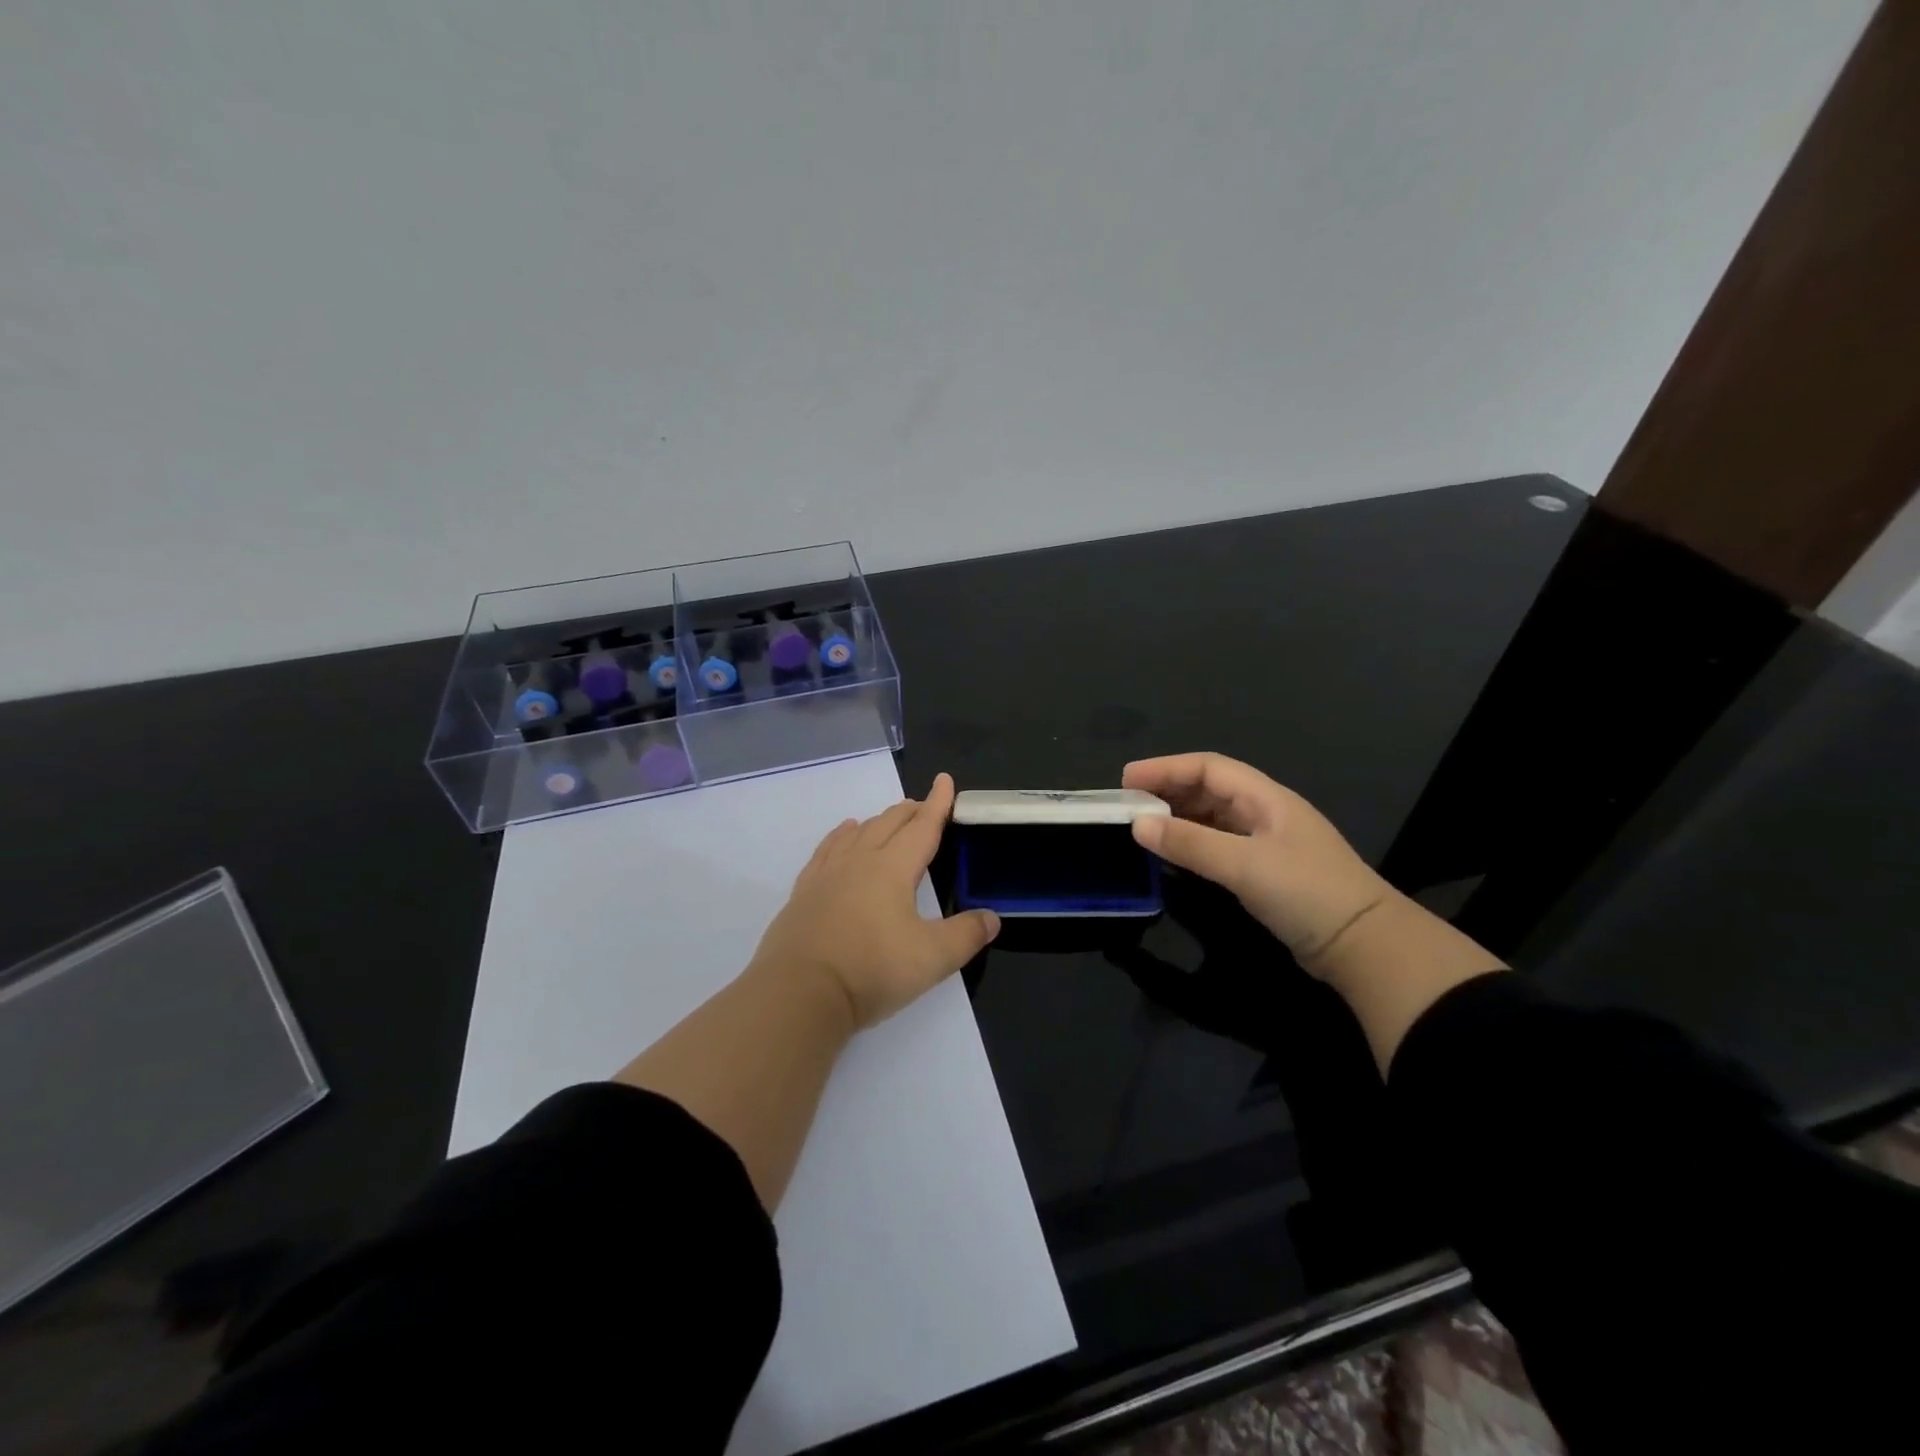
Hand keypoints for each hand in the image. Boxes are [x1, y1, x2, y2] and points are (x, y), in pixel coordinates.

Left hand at [750, 772, 1000, 1028]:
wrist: (799, 992)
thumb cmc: (871, 970)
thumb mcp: (932, 958)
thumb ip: (966, 935)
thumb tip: (992, 918)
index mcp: (893, 868)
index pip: (922, 828)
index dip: (937, 804)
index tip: (944, 780)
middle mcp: (860, 861)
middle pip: (888, 823)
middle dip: (910, 811)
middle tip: (924, 806)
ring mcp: (828, 874)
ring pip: (857, 832)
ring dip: (878, 821)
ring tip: (889, 818)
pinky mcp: (805, 891)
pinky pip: (827, 850)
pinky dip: (840, 836)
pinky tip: (843, 834)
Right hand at [1122, 753, 1390, 973]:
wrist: (1364, 946)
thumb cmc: (1306, 893)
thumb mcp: (1244, 865)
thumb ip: (1190, 843)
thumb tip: (1137, 823)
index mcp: (1266, 798)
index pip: (1209, 767)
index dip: (1166, 768)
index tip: (1127, 779)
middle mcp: (1265, 813)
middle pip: (1209, 789)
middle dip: (1168, 790)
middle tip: (1128, 804)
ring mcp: (1267, 843)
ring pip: (1213, 818)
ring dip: (1178, 818)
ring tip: (1142, 827)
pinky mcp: (1265, 873)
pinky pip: (1218, 846)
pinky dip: (1191, 844)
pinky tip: (1172, 856)